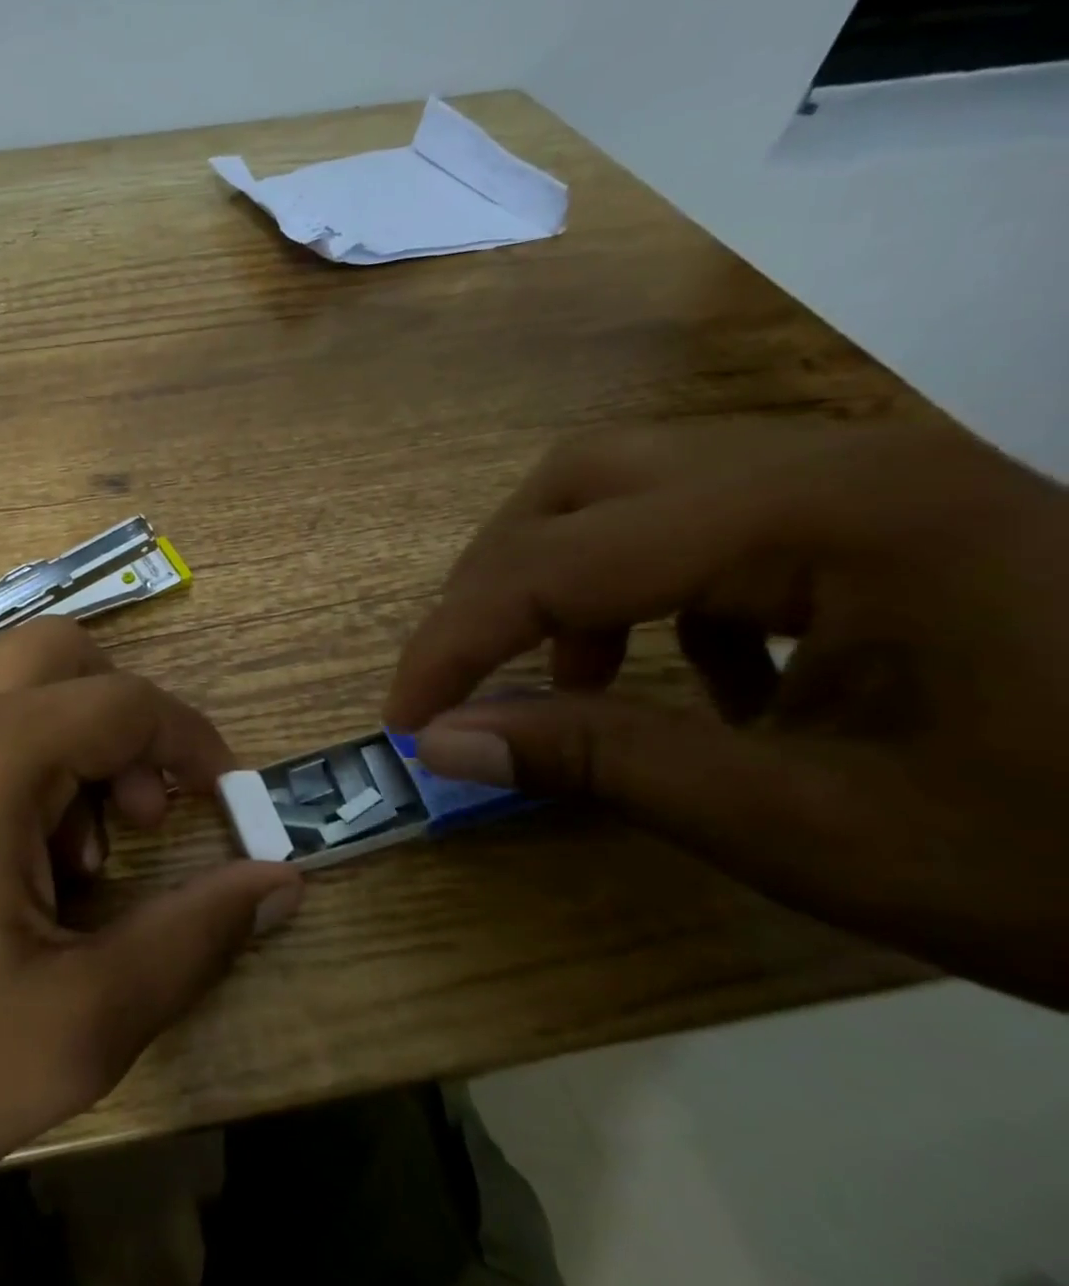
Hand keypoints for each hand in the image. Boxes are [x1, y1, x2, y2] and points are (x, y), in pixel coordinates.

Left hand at [0, 619, 301, 1285]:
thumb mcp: (81, 1021)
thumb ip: (197, 936)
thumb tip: (281, 881)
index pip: (126, 701)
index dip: (192, 741)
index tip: (221, 798)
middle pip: (61, 654)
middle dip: (120, 721)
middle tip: (130, 820)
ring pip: (3, 682)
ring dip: (59, 741)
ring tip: (58, 863)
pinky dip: (2, 756)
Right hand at [384, 419, 1068, 1009]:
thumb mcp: (815, 827)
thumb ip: (604, 764)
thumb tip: (446, 745)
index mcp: (828, 516)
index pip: (564, 560)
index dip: (458, 641)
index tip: (407, 720)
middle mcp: (830, 459)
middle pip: (582, 480)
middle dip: (497, 581)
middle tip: (471, 674)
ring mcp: (860, 474)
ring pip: (632, 486)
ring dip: (566, 579)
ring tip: (577, 682)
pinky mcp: (878, 509)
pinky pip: (704, 518)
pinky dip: (649, 592)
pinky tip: (703, 677)